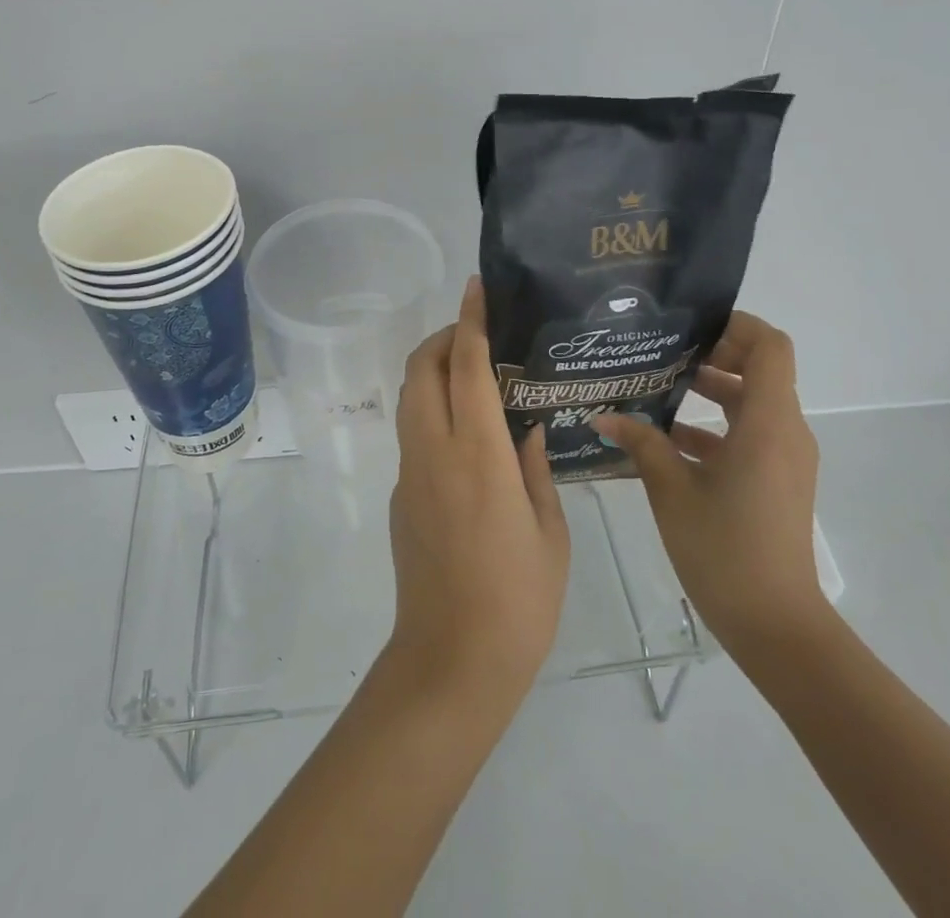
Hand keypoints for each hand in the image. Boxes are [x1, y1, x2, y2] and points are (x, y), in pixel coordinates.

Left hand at [382, 277, 570, 711]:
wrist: (451, 661)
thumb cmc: (519, 600)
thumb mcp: (550, 532)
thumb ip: (535, 470)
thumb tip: (525, 431)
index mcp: (478, 455)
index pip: (466, 367)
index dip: (470, 322)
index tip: (475, 289)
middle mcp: (434, 452)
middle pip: (420, 370)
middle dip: (441, 338)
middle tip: (475, 335)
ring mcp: (409, 473)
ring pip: (409, 398)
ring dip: (431, 371)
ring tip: (470, 375)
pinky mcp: (399, 496)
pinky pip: (413, 434)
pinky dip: (431, 411)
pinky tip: (465, 435)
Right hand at [594, 312, 828, 661]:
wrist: (777, 626)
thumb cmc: (725, 550)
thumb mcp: (672, 491)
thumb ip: (642, 445)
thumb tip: (604, 417)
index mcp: (767, 424)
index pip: (770, 347)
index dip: (735, 326)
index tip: (690, 330)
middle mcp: (785, 432)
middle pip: (760, 370)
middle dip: (713, 357)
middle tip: (663, 357)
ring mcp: (785, 458)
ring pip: (752, 404)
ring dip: (711, 393)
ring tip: (657, 392)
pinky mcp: (777, 480)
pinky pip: (749, 435)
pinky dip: (714, 428)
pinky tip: (667, 442)